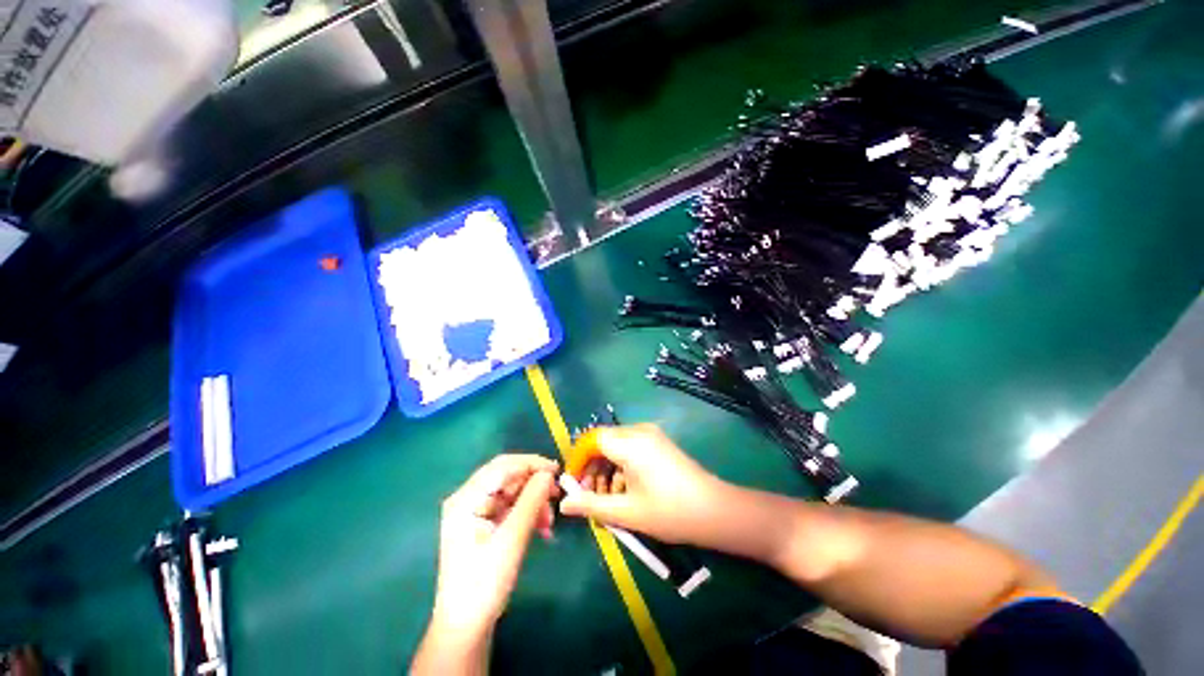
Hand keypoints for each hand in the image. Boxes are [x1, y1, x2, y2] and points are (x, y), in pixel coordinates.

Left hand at [430, 454, 558, 634]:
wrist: (466, 627)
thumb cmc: (484, 583)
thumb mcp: (512, 539)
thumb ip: (531, 501)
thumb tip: (549, 474)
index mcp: (466, 499)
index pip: (502, 466)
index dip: (531, 463)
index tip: (557, 470)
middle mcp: (469, 499)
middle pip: (507, 478)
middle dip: (534, 485)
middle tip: (557, 495)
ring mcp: (476, 512)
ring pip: (512, 493)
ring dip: (534, 502)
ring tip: (549, 521)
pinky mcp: (484, 525)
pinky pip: (511, 508)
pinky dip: (528, 513)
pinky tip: (542, 527)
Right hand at [559, 424, 728, 545]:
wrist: (714, 510)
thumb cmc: (669, 512)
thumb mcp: (626, 512)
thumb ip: (591, 505)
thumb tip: (564, 504)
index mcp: (630, 443)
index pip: (592, 440)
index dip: (578, 459)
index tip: (573, 482)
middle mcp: (639, 431)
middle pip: (604, 441)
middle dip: (593, 466)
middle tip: (590, 494)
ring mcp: (651, 434)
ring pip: (616, 444)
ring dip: (607, 467)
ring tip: (609, 496)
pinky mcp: (658, 441)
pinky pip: (630, 446)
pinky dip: (621, 464)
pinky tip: (626, 488)